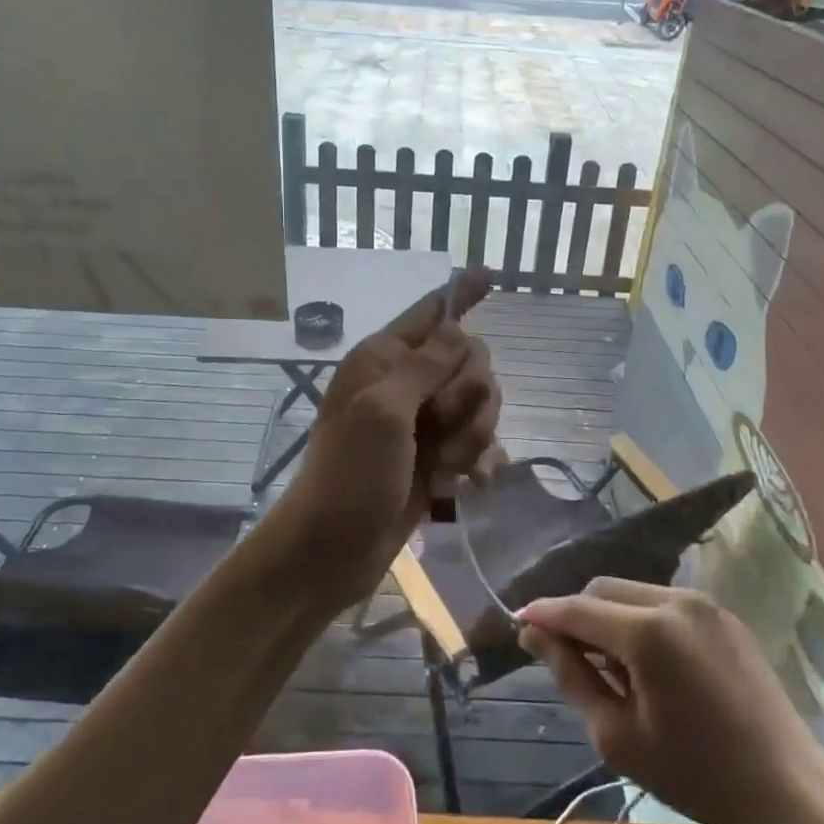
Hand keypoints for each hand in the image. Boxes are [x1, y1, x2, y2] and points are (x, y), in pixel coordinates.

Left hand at [276, 268, 500, 602]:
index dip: (460, 294)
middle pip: (470, 360)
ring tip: (451, 464)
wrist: (332, 549)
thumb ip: (426, 366)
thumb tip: (458, 327)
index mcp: (384, 359)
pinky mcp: (436, 456)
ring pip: (480, 402)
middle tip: (444, 424)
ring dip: (475, 433)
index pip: (430, 312)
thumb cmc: (351, 474)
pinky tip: (471, 482)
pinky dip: (479, 459)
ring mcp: (422, 421)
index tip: (490, 274)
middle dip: (471, 393)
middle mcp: (405, 382)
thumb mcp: (384, 412)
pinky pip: (478, 440)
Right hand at [517, 579, 823, 823]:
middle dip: (576, 615)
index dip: (543, 615)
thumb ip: (570, 675)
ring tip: (610, 666)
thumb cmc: (696, 774)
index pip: (577, 608)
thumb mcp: (618, 737)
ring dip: (608, 616)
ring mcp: (702, 602)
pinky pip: (663, 602)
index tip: (517, 624)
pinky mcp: (722, 613)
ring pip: (632, 591)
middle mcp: (674, 599)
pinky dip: (640, 619)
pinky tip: (647, 662)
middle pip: (603, 589)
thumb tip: (534, 635)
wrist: (789, 789)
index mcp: (647, 631)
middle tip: (565, 658)